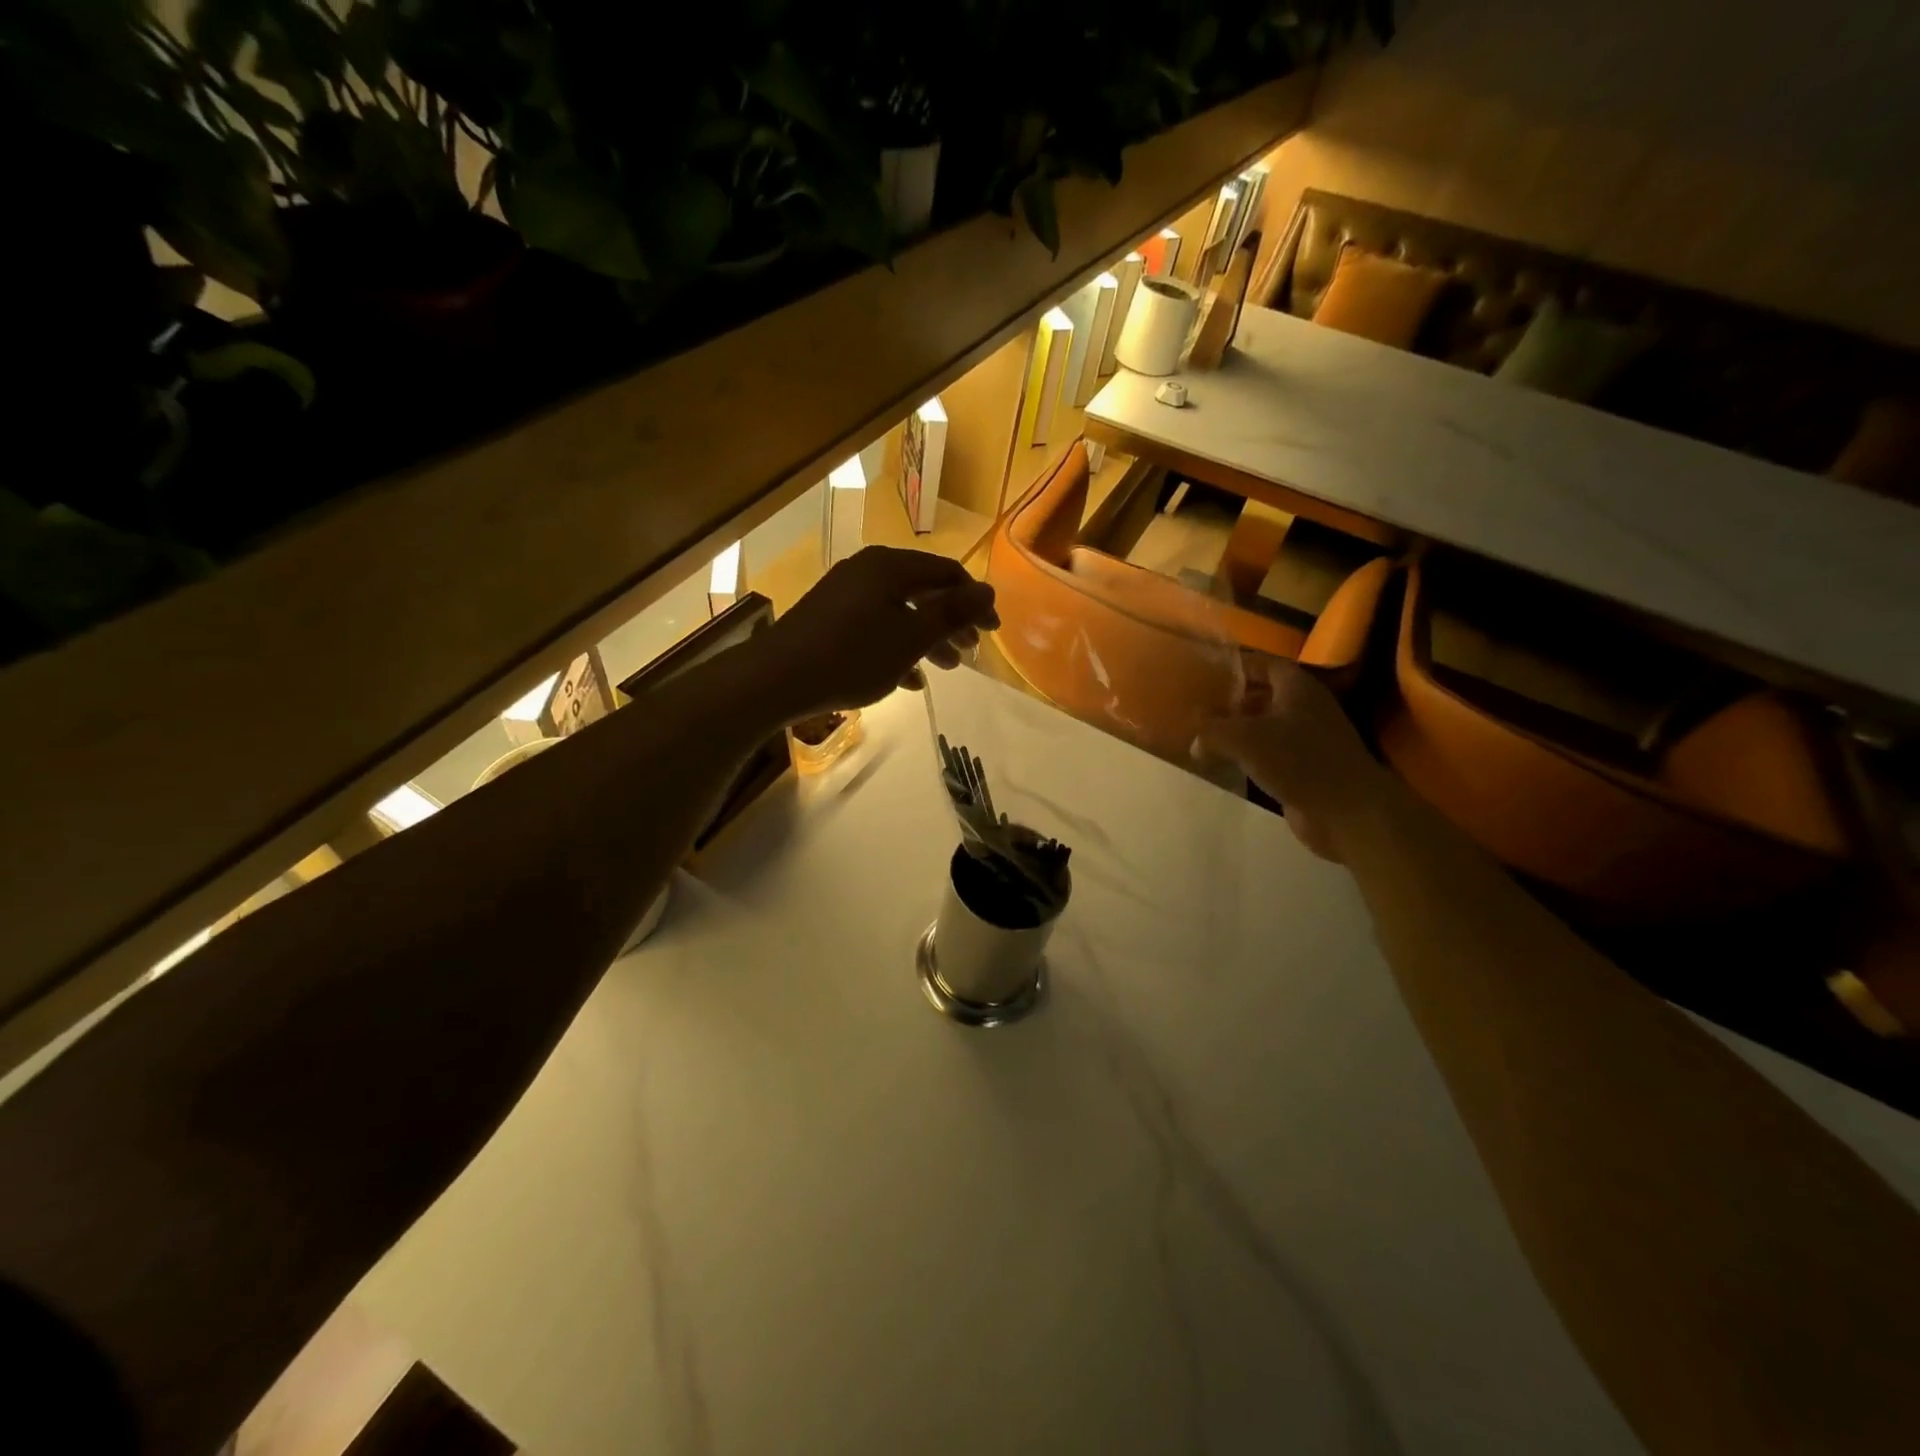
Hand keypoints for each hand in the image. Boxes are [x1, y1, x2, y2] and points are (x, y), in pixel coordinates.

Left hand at [759, 547, 999, 718]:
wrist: (777, 679)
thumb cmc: (853, 656)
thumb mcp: (911, 638)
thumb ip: (952, 613)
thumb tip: (988, 591)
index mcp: (890, 567)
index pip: (947, 572)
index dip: (974, 602)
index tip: (991, 634)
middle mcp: (867, 571)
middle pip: (923, 591)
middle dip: (950, 623)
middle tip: (968, 653)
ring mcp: (845, 594)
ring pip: (899, 611)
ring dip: (926, 639)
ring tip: (944, 669)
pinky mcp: (829, 618)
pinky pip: (874, 626)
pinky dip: (896, 647)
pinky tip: (907, 680)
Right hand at [1200, 658, 1390, 861]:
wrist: (1346, 811)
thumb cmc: (1298, 760)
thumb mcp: (1244, 738)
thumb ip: (1211, 731)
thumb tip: (1194, 741)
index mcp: (1296, 687)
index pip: (1262, 664)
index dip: (1234, 666)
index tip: (1203, 673)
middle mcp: (1303, 708)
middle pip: (1262, 695)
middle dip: (1231, 700)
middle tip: (1197, 708)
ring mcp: (1306, 740)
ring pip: (1264, 727)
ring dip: (1237, 732)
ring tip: (1202, 737)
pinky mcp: (1303, 769)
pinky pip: (1268, 755)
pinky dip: (1247, 758)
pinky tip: (1224, 765)